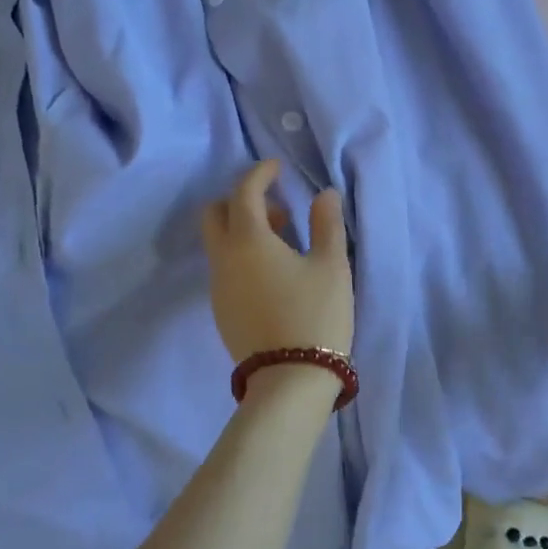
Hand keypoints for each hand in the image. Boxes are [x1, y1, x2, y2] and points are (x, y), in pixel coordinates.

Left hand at [201, 159, 353, 364]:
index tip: (278, 169)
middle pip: (215, 214)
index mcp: (248, 241)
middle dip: (241, 202)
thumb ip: (327, 223)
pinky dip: (241, 255)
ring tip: (286, 245)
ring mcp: (218, 287)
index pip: (244, 192)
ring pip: (218, 243)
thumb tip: (324, 195)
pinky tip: (274, 274)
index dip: (260, 174)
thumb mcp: (332, 266)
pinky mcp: (221, 310)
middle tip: (280, 213)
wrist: (291, 380)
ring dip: (243, 230)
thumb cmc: (316, 315)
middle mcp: (223, 259)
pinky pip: (224, 267)